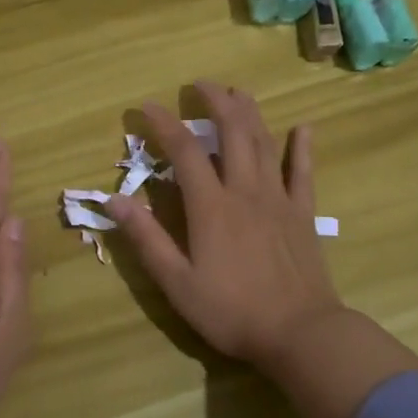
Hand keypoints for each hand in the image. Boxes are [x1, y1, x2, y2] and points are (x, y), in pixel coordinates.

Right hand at [106, 82, 343, 367]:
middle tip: (201, 84)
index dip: (164, 124)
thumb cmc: (232, 311)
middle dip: (215, 102)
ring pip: (265, 143)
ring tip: (238, 92)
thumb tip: (112, 200)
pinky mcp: (303, 214)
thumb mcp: (177, 282)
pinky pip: (303, 172)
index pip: (184, 151)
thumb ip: (146, 238)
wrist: (300, 333)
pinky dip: (302, 148)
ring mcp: (278, 199)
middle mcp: (245, 190)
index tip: (146, 107)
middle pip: (232, 132)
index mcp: (211, 206)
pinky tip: (304, 128)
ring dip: (250, 113)